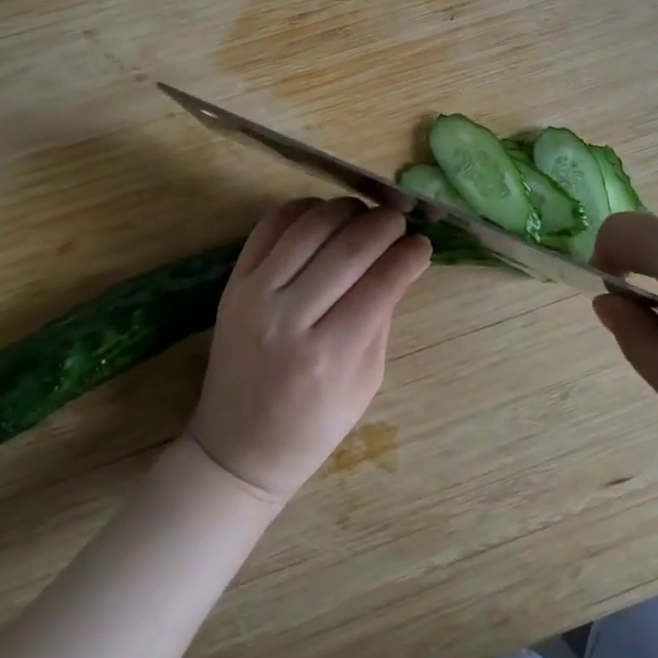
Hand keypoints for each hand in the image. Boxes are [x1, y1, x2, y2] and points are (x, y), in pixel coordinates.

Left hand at [191, 198, 432, 501]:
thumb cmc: (313, 427)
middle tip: (400, 222)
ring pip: (310, 226)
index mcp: (329, 355)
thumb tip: (403, 263)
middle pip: (348, 246)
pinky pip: (270, 226)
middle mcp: (289, 318)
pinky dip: (302, 209)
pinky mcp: (233, 283)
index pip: (381, 282)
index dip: (410, 255)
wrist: (237, 448)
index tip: (424, 244)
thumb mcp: (366, 383)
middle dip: (385, 224)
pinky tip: (324, 216)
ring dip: (346, 209)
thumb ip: (382, 319)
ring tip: (365, 216)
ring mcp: (255, 296)